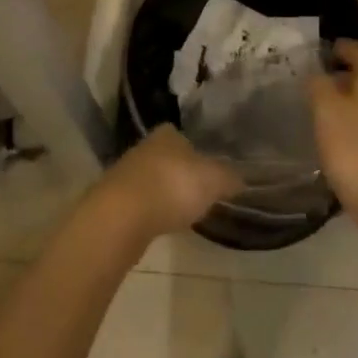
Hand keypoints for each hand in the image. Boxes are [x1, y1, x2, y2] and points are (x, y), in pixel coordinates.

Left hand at [98, 126, 241, 238]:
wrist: (122, 217)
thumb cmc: (172, 186)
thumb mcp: (213, 180)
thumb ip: (229, 178)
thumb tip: (242, 179)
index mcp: (167, 133)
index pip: (185, 136)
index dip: (198, 152)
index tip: (209, 170)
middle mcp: (145, 147)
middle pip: (168, 158)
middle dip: (181, 173)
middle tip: (199, 192)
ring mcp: (127, 174)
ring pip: (153, 180)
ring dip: (165, 193)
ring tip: (182, 211)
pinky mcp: (115, 201)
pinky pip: (141, 203)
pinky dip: (152, 211)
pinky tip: (161, 224)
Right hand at [309, 40, 357, 216]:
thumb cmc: (354, 149)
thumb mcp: (325, 111)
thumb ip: (318, 86)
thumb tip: (316, 74)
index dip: (345, 47)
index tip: (326, 50)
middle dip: (345, 75)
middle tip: (318, 81)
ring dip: (350, 100)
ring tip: (325, 111)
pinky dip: (357, 122)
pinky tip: (340, 138)